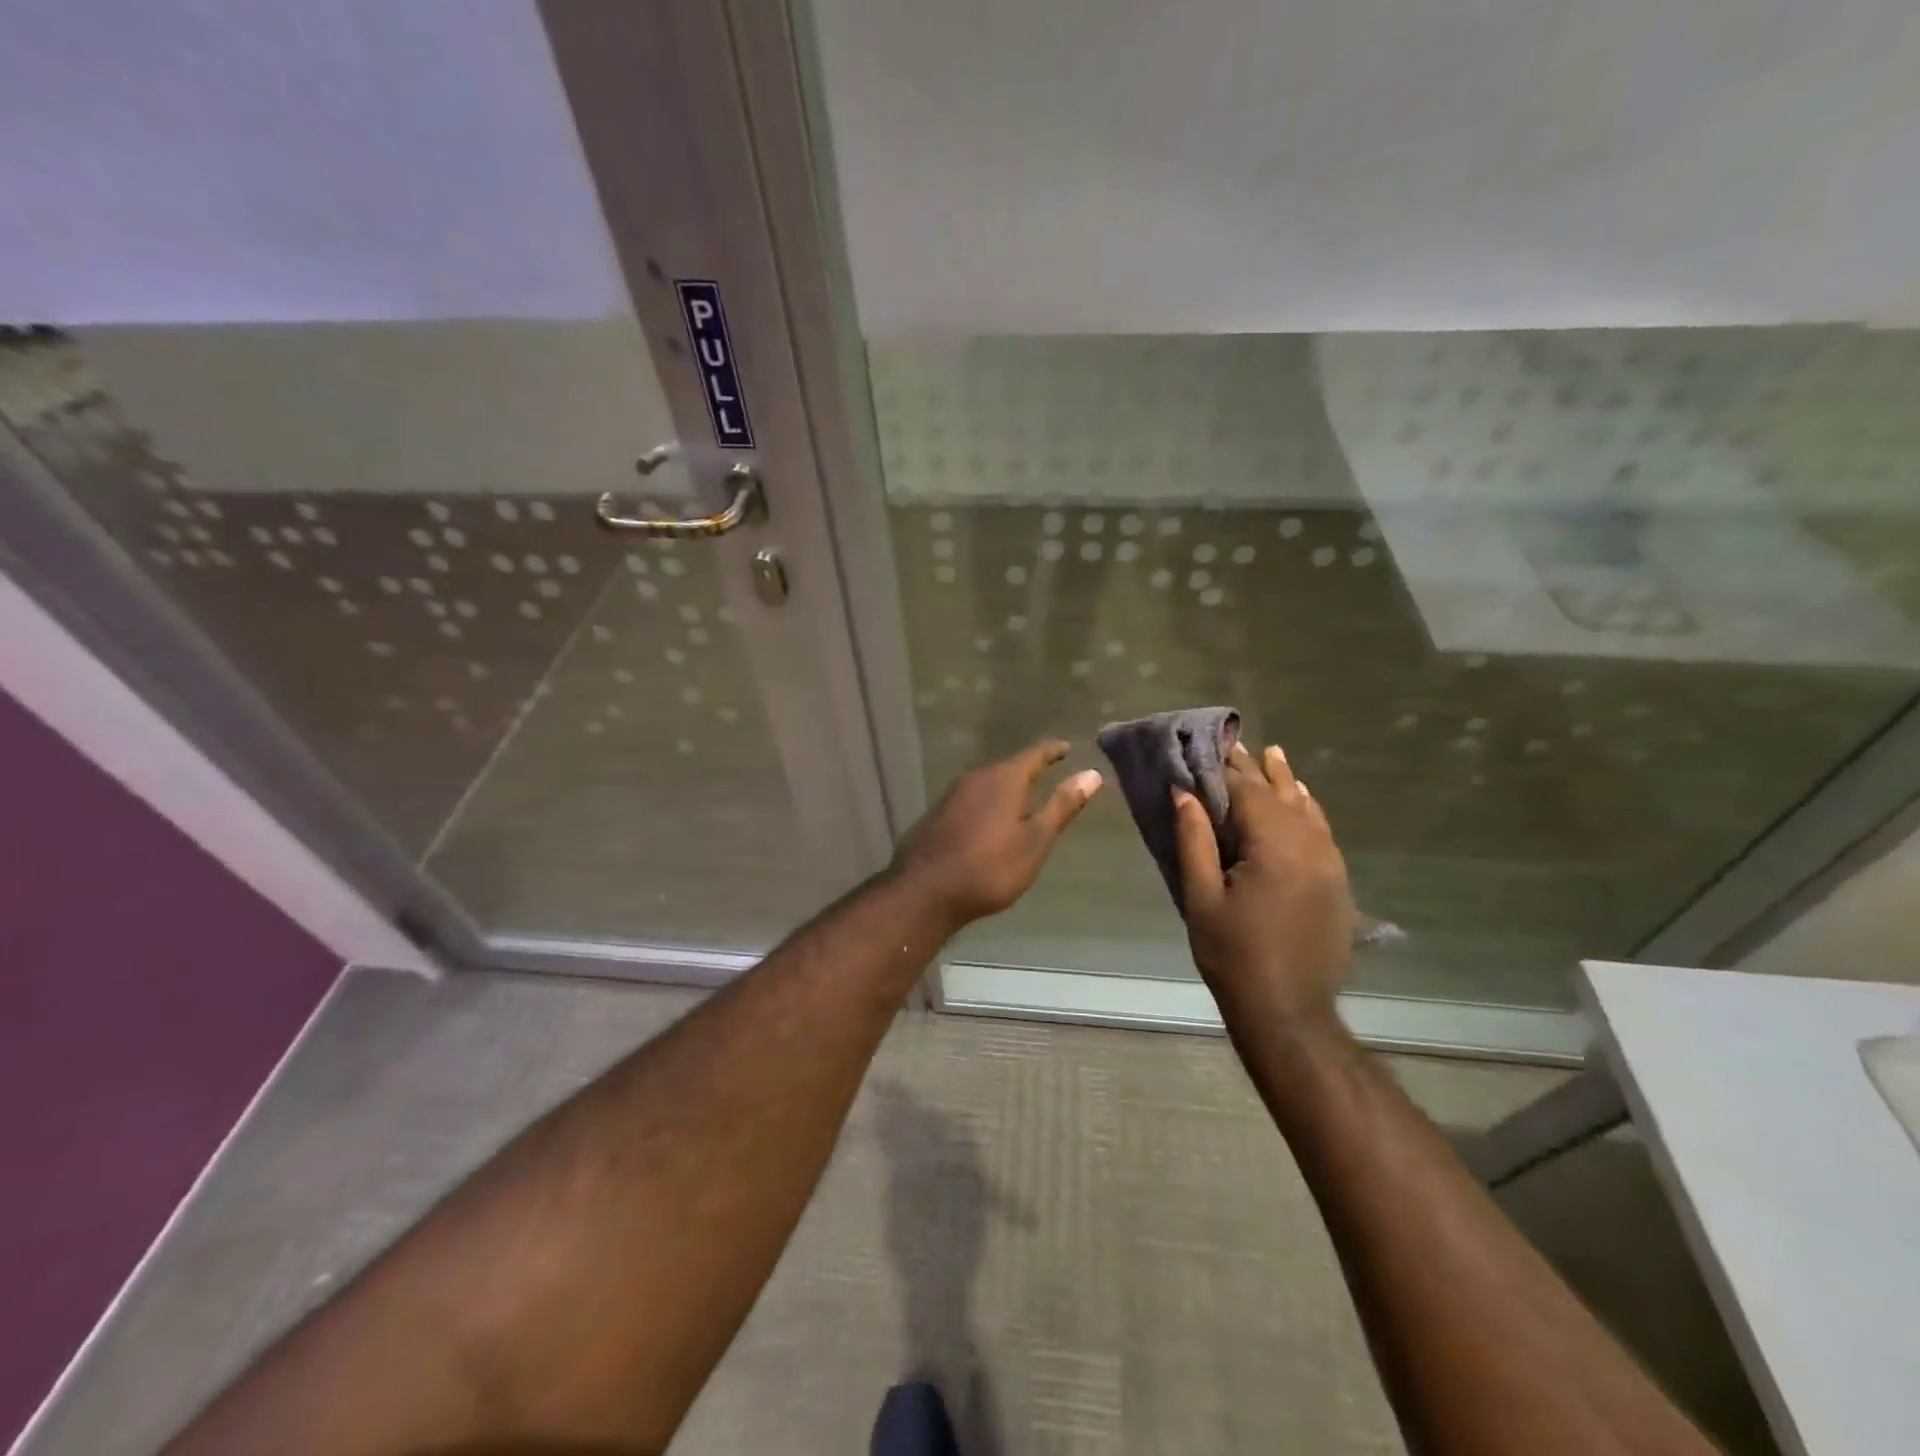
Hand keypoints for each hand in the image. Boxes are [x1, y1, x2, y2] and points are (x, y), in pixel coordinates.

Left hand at [889, 741, 1102, 928]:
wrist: (924, 891)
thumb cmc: (989, 868)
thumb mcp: (1035, 840)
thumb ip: (1062, 806)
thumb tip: (1092, 773)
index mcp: (1003, 779)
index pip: (1034, 755)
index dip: (1052, 751)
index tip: (1066, 748)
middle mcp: (975, 778)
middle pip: (1008, 768)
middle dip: (1029, 769)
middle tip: (1050, 772)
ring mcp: (952, 796)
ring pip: (988, 784)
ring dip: (1007, 787)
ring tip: (1024, 798)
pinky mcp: (938, 814)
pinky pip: (972, 800)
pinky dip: (989, 803)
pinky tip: (992, 820)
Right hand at [1173, 742, 1354, 1024]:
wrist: (1289, 1010)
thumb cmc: (1233, 955)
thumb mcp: (1201, 897)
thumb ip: (1194, 840)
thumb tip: (1184, 792)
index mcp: (1274, 848)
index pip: (1247, 792)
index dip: (1225, 767)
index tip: (1208, 744)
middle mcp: (1309, 846)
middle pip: (1279, 795)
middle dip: (1254, 769)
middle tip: (1235, 742)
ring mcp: (1329, 863)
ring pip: (1306, 809)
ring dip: (1285, 782)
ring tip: (1272, 754)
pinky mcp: (1337, 881)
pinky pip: (1322, 831)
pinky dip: (1308, 809)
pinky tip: (1302, 798)